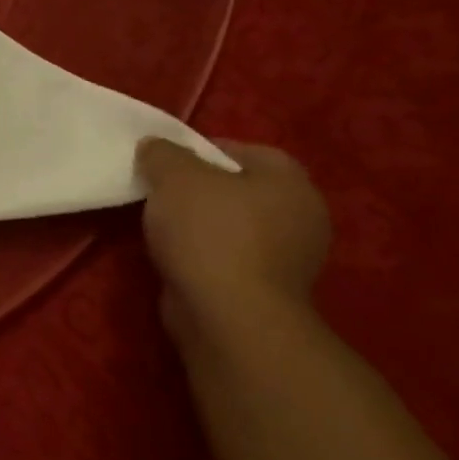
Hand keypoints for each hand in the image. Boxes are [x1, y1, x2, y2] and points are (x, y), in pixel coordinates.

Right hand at [136, 139, 331, 344]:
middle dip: (200, 186)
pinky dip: (204, 248)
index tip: (164, 160)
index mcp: (291, 182)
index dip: (203, 149)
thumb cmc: (208, 232)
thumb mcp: (174, 176)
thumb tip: (156, 146)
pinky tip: (176, 251)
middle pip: (241, 186)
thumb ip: (163, 153)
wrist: (229, 313)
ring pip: (235, 221)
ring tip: (160, 221)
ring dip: (200, 220)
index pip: (248, 150)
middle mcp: (302, 215)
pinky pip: (231, 251)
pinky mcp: (269, 284)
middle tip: (158, 188)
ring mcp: (290, 254)